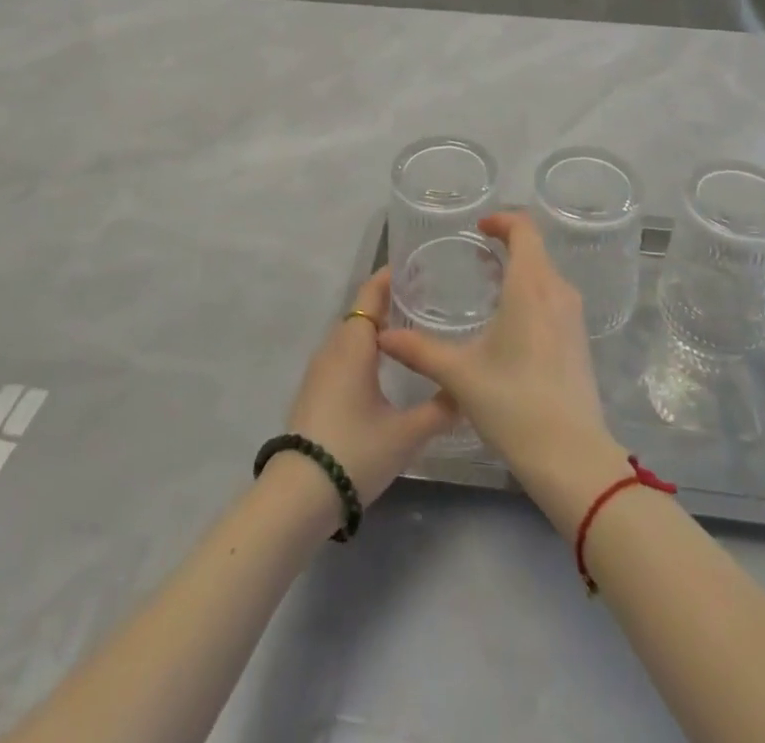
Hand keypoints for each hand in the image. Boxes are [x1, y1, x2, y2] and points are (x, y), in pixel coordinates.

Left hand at [281, 269, 457, 509]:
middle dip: (389, 302)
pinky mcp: (314, 393)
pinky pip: (342, 355)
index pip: (371, 294)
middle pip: (361, 312)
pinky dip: (364, 349)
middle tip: (425, 300)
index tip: (416, 268)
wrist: (297, 497)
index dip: (390, 277)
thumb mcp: (407, 433)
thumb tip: (467, 392)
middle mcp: (333, 348)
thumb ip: (440, 409)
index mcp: (354, 344)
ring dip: (375, 328)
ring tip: (410, 331)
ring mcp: (319, 372)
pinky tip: (383, 368)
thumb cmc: (355, 451)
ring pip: (351, 335)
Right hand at [378, 211, 617, 483]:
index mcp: (531, 286)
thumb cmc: (513, 403)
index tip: (478, 227)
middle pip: (536, 250)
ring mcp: (573, 316)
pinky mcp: (579, 340)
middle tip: (475, 257)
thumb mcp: (459, 374)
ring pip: (546, 275)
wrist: (571, 456)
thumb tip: (382, 336)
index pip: (524, 229)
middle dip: (507, 245)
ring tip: (488, 287)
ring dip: (520, 271)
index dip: (502, 220)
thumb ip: (419, 350)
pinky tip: (509, 322)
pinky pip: (554, 298)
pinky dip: (532, 294)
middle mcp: (558, 291)